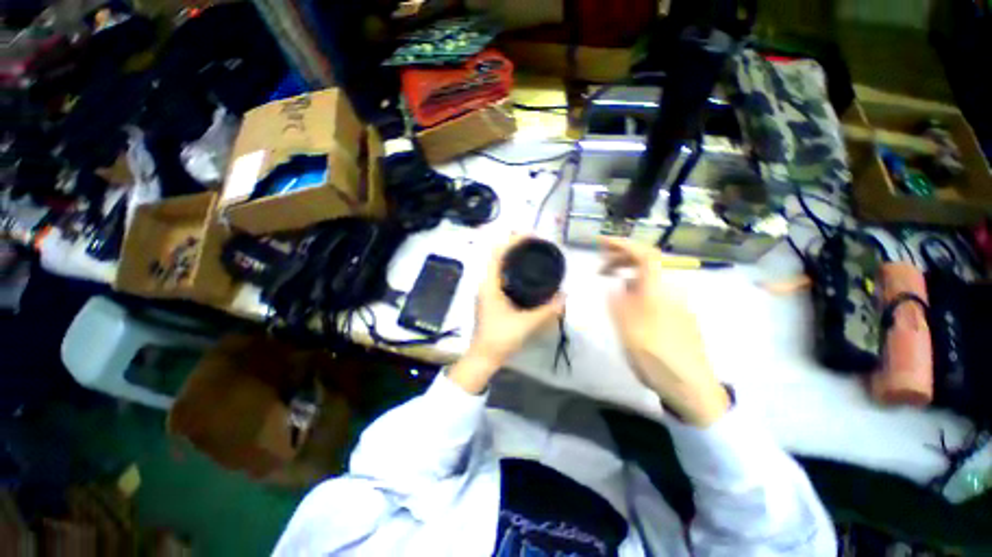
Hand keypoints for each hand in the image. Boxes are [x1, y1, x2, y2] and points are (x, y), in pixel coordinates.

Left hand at [448, 236, 565, 393]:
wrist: (483, 357)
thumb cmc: (501, 338)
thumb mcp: (527, 323)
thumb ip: (548, 310)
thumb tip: (565, 295)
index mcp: (489, 284)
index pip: (497, 253)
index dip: (512, 241)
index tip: (530, 236)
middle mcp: (485, 283)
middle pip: (497, 256)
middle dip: (514, 246)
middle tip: (535, 244)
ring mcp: (486, 291)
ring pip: (498, 267)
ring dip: (512, 258)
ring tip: (532, 255)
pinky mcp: (490, 298)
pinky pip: (500, 277)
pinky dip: (511, 270)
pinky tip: (525, 275)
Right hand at [600, 237, 728, 426]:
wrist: (692, 387)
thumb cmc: (657, 357)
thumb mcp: (628, 330)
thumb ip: (619, 303)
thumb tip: (615, 285)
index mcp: (658, 292)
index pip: (644, 255)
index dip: (623, 244)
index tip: (602, 242)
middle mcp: (671, 292)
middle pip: (648, 263)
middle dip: (622, 257)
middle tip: (599, 265)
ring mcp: (676, 304)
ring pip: (650, 279)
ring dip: (627, 273)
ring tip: (608, 280)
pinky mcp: (678, 315)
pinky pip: (653, 291)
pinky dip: (636, 287)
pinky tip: (626, 300)